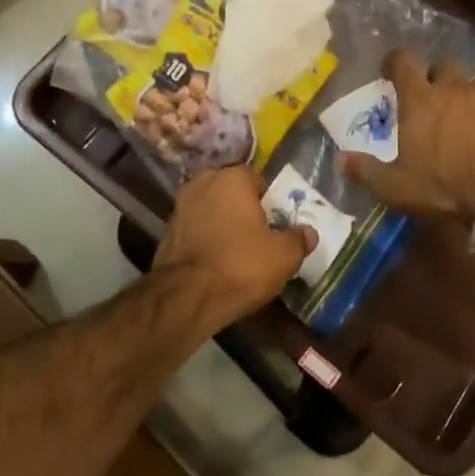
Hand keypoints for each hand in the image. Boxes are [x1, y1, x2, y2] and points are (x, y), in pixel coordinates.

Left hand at [152, 166, 316, 324]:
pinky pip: (196, 230)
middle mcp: (202, 183)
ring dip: (223, 225)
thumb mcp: (284, 255)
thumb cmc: (241, 265)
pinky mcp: (166, 232)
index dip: (270, 202)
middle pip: (231, 194)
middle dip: (244, 210)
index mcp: (231, 178)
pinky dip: (206, 240)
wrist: (186, 297)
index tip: (277, 225)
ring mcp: (179, 207)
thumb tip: (308, 232)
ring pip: (211, 211)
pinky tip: (216, 262)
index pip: (257, 180)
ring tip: (238, 253)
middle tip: (259, 238)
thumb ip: (298, 239)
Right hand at [340, 49, 474, 222]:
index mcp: (421, 100)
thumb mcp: (397, 187)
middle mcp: (453, 90)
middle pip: (441, 65)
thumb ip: (367, 171)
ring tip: (453, 122)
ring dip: (457, 97)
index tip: (388, 69)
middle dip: (432, 74)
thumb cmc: (445, 186)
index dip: (394, 60)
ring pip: (468, 86)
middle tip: (425, 95)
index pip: (404, 62)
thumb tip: (341, 159)